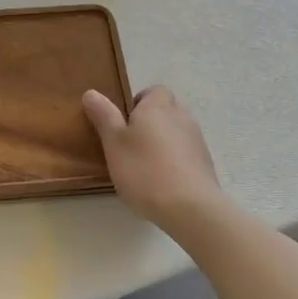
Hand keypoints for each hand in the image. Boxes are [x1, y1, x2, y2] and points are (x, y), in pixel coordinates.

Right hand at [83, 85, 224, 231]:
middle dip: (151, 122)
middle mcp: (181, 116)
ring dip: (164, 142)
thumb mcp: (113, 142)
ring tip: (146, 166)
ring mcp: (197, 140)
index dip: (139, 102)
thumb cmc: (144, 170)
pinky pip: (187, 153)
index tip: (125, 122)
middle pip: (166, 110)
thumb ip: (103, 116)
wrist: (191, 207)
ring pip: (177, 132)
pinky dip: (176, 161)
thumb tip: (91, 92)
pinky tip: (163, 182)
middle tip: (131, 144)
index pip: (154, 91)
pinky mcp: (206, 164)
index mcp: (157, 106)